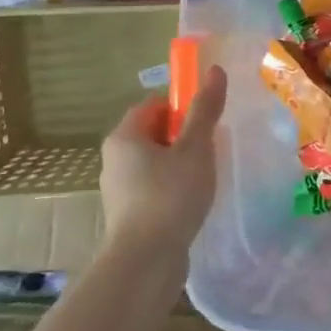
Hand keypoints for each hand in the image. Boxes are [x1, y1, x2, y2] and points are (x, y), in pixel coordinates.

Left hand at [101, 66, 228, 252]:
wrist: (146, 260)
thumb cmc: (170, 195)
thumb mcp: (195, 148)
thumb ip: (205, 110)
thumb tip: (214, 70)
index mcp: (124, 136)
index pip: (153, 104)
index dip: (183, 104)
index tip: (210, 117)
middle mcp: (115, 158)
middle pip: (155, 132)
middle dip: (186, 135)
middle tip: (215, 144)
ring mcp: (120, 188)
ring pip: (157, 161)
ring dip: (183, 162)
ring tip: (210, 173)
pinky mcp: (131, 213)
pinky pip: (156, 186)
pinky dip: (176, 186)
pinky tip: (196, 199)